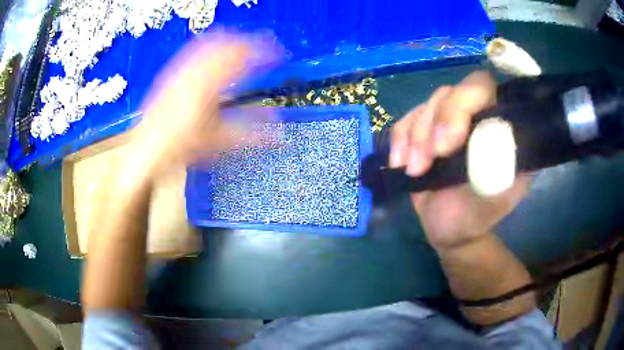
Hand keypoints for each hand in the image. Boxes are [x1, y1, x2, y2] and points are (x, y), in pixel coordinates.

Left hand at [128, 33, 281, 179]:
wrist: (147, 149)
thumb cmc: (183, 147)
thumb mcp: (219, 141)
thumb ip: (251, 134)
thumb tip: (280, 134)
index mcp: (209, 86)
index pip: (243, 57)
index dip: (265, 52)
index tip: (279, 55)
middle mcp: (195, 71)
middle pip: (228, 43)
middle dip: (250, 42)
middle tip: (265, 48)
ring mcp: (181, 68)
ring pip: (211, 41)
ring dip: (232, 40)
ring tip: (245, 45)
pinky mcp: (172, 71)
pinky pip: (195, 49)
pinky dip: (212, 44)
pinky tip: (216, 49)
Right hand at [390, 71, 529, 250]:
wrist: (451, 229)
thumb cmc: (477, 215)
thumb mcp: (494, 195)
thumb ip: (497, 162)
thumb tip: (487, 134)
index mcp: (499, 125)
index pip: (483, 86)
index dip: (462, 103)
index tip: (446, 145)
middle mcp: (475, 115)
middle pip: (450, 92)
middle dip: (434, 124)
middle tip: (425, 161)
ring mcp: (448, 121)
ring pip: (427, 105)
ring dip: (416, 137)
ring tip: (415, 171)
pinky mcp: (425, 131)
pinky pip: (405, 120)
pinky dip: (400, 141)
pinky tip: (400, 164)